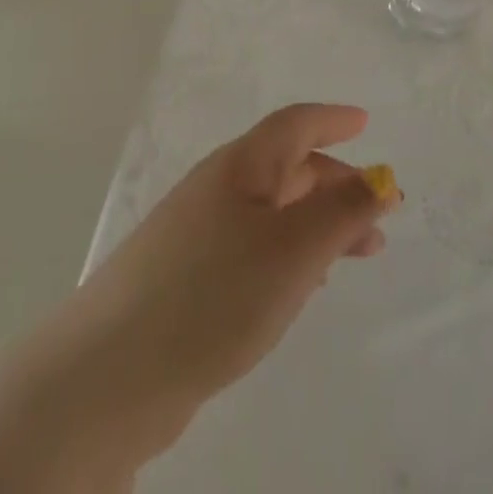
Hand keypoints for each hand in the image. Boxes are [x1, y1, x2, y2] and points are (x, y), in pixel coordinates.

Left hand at [16, 105, 396, 470]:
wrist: (111, 374)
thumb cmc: (214, 293)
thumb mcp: (293, 250)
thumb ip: (342, 212)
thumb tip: (381, 176)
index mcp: (240, 165)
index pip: (294, 124)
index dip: (332, 119)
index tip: (365, 122)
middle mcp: (217, 187)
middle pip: (286, 168)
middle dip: (336, 184)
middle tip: (380, 216)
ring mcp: (196, 232)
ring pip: (271, 211)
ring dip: (316, 223)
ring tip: (353, 255)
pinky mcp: (185, 277)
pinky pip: (251, 247)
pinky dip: (287, 253)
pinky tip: (299, 287)